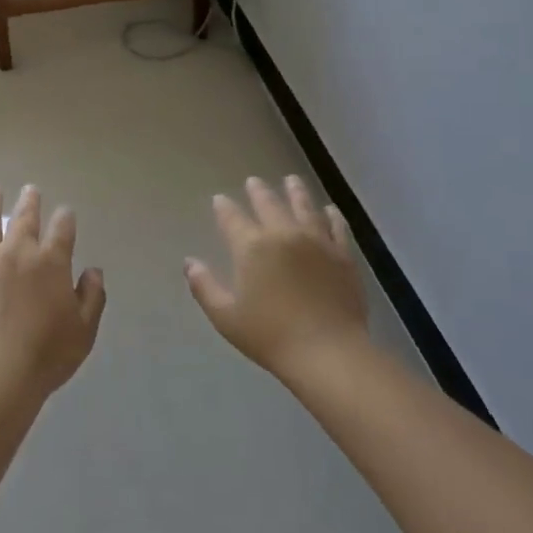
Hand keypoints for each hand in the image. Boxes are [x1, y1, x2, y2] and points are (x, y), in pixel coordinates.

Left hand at [0, 185, 106, 395]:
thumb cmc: (45, 354)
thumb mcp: (83, 330)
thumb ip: (92, 297)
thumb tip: (94, 271)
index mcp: (51, 262)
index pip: (62, 230)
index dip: (65, 219)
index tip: (65, 212)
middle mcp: (18, 251)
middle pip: (24, 217)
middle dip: (30, 201)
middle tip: (30, 189)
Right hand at [186, 176, 367, 378]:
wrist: (328, 352)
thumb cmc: (270, 336)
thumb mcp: (225, 316)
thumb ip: (204, 286)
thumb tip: (190, 263)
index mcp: (251, 247)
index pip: (232, 218)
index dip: (224, 207)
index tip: (219, 199)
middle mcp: (283, 234)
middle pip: (269, 204)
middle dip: (258, 191)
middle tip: (254, 181)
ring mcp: (317, 242)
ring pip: (304, 207)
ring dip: (295, 192)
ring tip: (291, 180)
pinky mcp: (343, 255)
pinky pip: (336, 227)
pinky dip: (331, 215)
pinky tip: (329, 210)